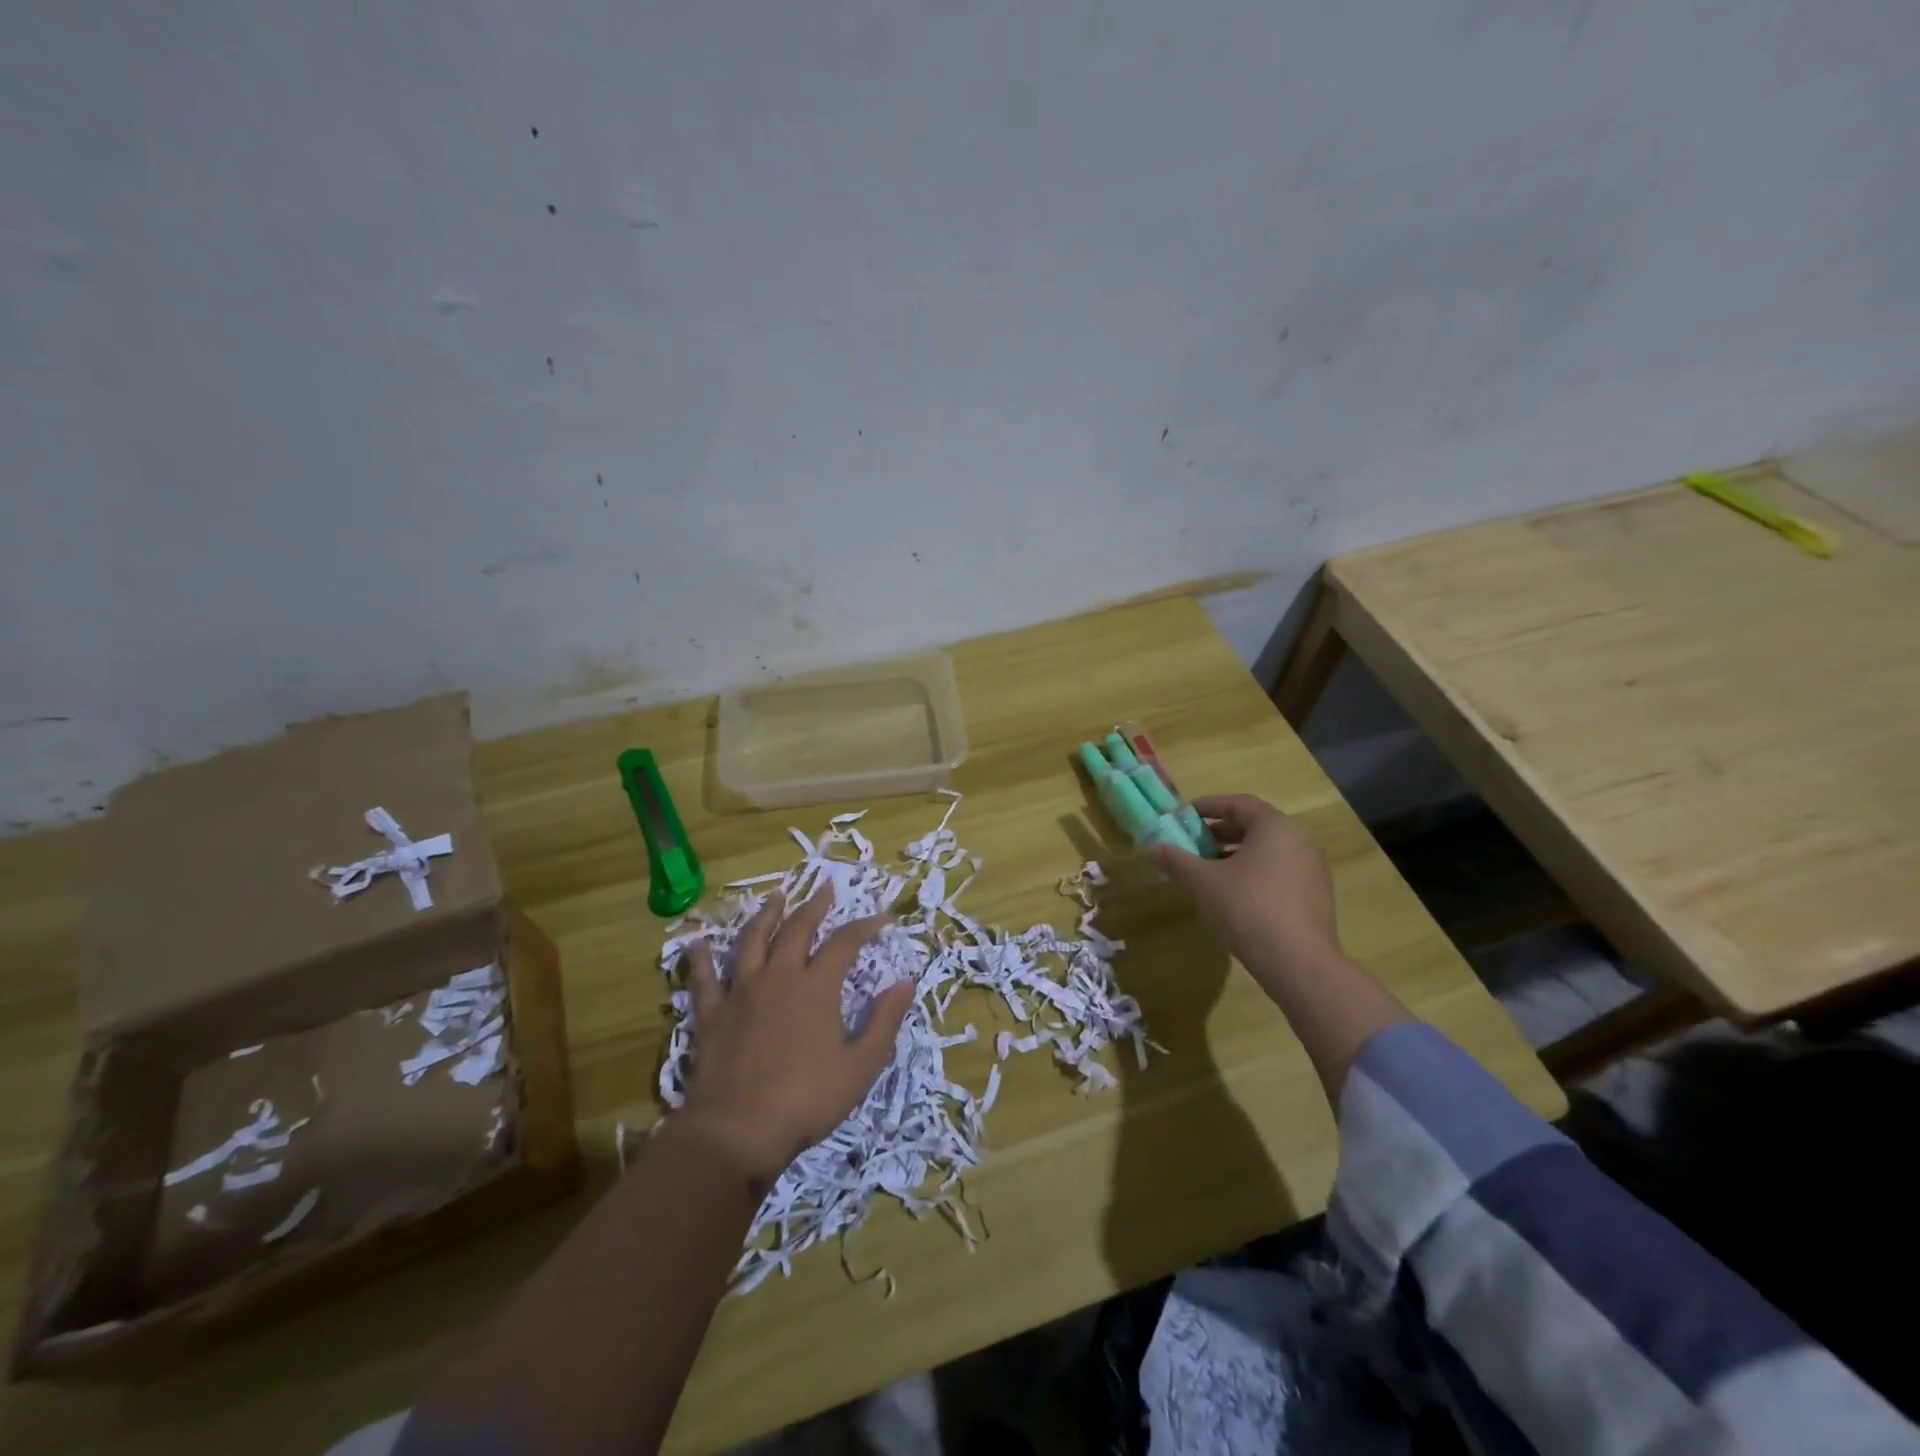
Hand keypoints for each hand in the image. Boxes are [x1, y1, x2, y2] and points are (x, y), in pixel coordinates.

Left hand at [678, 887, 913, 1187]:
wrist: (738, 1129)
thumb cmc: (807, 1099)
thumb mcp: (861, 1065)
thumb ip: (884, 1020)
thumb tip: (906, 981)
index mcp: (816, 987)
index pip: (844, 943)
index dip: (864, 927)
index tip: (880, 918)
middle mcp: (779, 977)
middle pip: (797, 930)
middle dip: (814, 906)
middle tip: (825, 889)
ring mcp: (741, 992)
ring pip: (752, 941)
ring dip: (766, 915)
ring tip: (776, 897)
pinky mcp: (712, 1013)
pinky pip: (704, 979)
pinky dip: (701, 959)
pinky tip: (698, 943)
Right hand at [1150, 794, 1343, 996]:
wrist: (1299, 963)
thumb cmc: (1248, 908)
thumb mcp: (1204, 882)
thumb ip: (1177, 861)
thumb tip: (1151, 848)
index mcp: (1275, 827)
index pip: (1238, 803)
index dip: (1208, 806)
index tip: (1184, 816)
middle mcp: (1299, 840)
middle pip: (1254, 826)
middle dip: (1220, 832)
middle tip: (1192, 844)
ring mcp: (1312, 869)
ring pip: (1268, 850)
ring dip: (1236, 854)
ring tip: (1208, 871)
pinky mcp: (1316, 895)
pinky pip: (1280, 871)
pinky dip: (1255, 872)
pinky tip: (1234, 894)